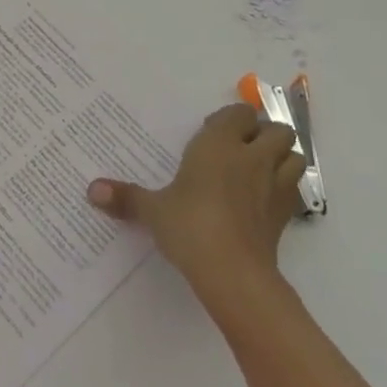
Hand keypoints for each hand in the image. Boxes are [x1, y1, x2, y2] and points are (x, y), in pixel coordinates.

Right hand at [87, 102, 304, 312]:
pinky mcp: (286, 216)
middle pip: (277, 130)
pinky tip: (264, 200)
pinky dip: (285, 188)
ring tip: (259, 169)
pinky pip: (294, 190)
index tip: (212, 132)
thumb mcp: (153, 210)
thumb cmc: (189, 226)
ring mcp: (274, 186)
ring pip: (295, 156)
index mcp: (220, 144)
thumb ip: (126, 197)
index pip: (239, 114)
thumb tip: (91, 190)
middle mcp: (252, 157)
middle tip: (240, 148)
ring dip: (282, 158)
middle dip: (264, 134)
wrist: (232, 272)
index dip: (230, 120)